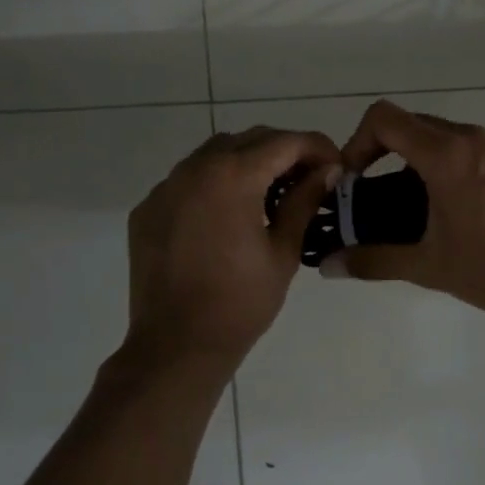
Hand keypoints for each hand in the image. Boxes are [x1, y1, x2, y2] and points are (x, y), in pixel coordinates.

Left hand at [126, 127, 340, 364]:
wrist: (176, 345)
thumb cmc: (241, 303)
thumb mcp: (283, 251)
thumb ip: (304, 201)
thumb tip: (327, 170)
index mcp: (233, 177)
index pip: (285, 142)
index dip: (317, 147)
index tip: (336, 166)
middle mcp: (194, 169)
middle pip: (249, 140)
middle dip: (284, 151)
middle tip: (308, 178)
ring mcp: (165, 188)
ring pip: (214, 154)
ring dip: (247, 162)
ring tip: (269, 194)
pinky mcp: (148, 209)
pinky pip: (187, 180)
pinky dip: (214, 184)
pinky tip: (228, 215)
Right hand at [329, 100, 484, 320]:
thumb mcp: (428, 266)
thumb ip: (375, 261)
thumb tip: (330, 267)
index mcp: (446, 155)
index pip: (385, 118)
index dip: (358, 141)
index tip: (356, 177)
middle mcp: (474, 138)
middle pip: (414, 123)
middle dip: (386, 150)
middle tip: (377, 191)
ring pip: (446, 135)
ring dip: (421, 157)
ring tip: (418, 203)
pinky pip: (474, 148)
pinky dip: (453, 163)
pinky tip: (460, 207)